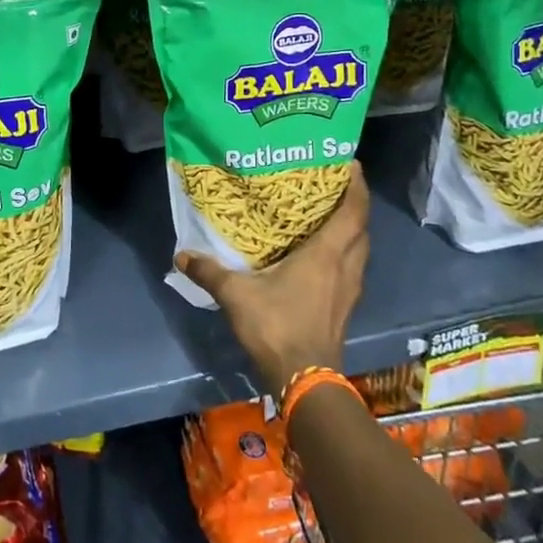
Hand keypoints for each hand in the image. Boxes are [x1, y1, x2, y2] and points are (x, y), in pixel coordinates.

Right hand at [175, 162, 369, 397]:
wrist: (305, 380)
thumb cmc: (277, 326)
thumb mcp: (236, 295)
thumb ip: (210, 272)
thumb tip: (181, 255)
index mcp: (326, 254)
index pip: (353, 211)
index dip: (357, 185)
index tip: (351, 162)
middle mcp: (345, 267)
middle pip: (361, 227)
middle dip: (354, 203)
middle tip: (334, 184)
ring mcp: (349, 289)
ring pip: (360, 249)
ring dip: (352, 229)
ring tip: (330, 214)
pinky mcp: (345, 307)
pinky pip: (353, 267)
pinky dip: (345, 252)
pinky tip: (324, 255)